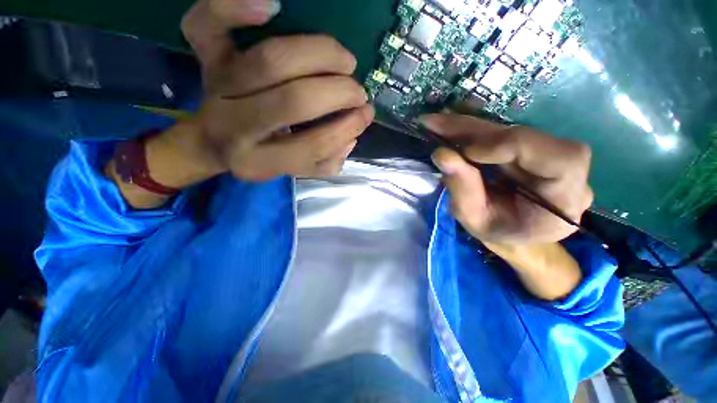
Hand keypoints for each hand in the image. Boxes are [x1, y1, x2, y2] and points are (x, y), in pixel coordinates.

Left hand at [179, 0, 373, 180]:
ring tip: (346, 61)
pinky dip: (233, 6)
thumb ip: (323, 164)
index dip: (344, 129)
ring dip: (320, 55)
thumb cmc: (259, 156)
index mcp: (259, 162)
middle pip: (294, 101)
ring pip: (271, 60)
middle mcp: (235, 127)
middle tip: (357, 92)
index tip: (364, 115)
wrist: (211, 142)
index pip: (310, 147)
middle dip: (338, 93)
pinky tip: (272, 7)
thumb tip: (350, 140)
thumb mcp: (293, 170)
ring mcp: (218, 88)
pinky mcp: (206, 60)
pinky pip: (206, 24)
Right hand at [423, 113, 592, 245]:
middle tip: (437, 124)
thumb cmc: (498, 234)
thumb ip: (462, 189)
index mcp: (567, 198)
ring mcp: (548, 153)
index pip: (559, 158)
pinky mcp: (530, 146)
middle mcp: (567, 168)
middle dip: (476, 130)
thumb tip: (441, 154)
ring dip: (469, 127)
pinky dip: (472, 131)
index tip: (466, 152)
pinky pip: (501, 133)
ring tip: (436, 124)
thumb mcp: (476, 220)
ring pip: (509, 130)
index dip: (510, 146)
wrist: (513, 233)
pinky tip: (450, 127)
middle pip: (527, 135)